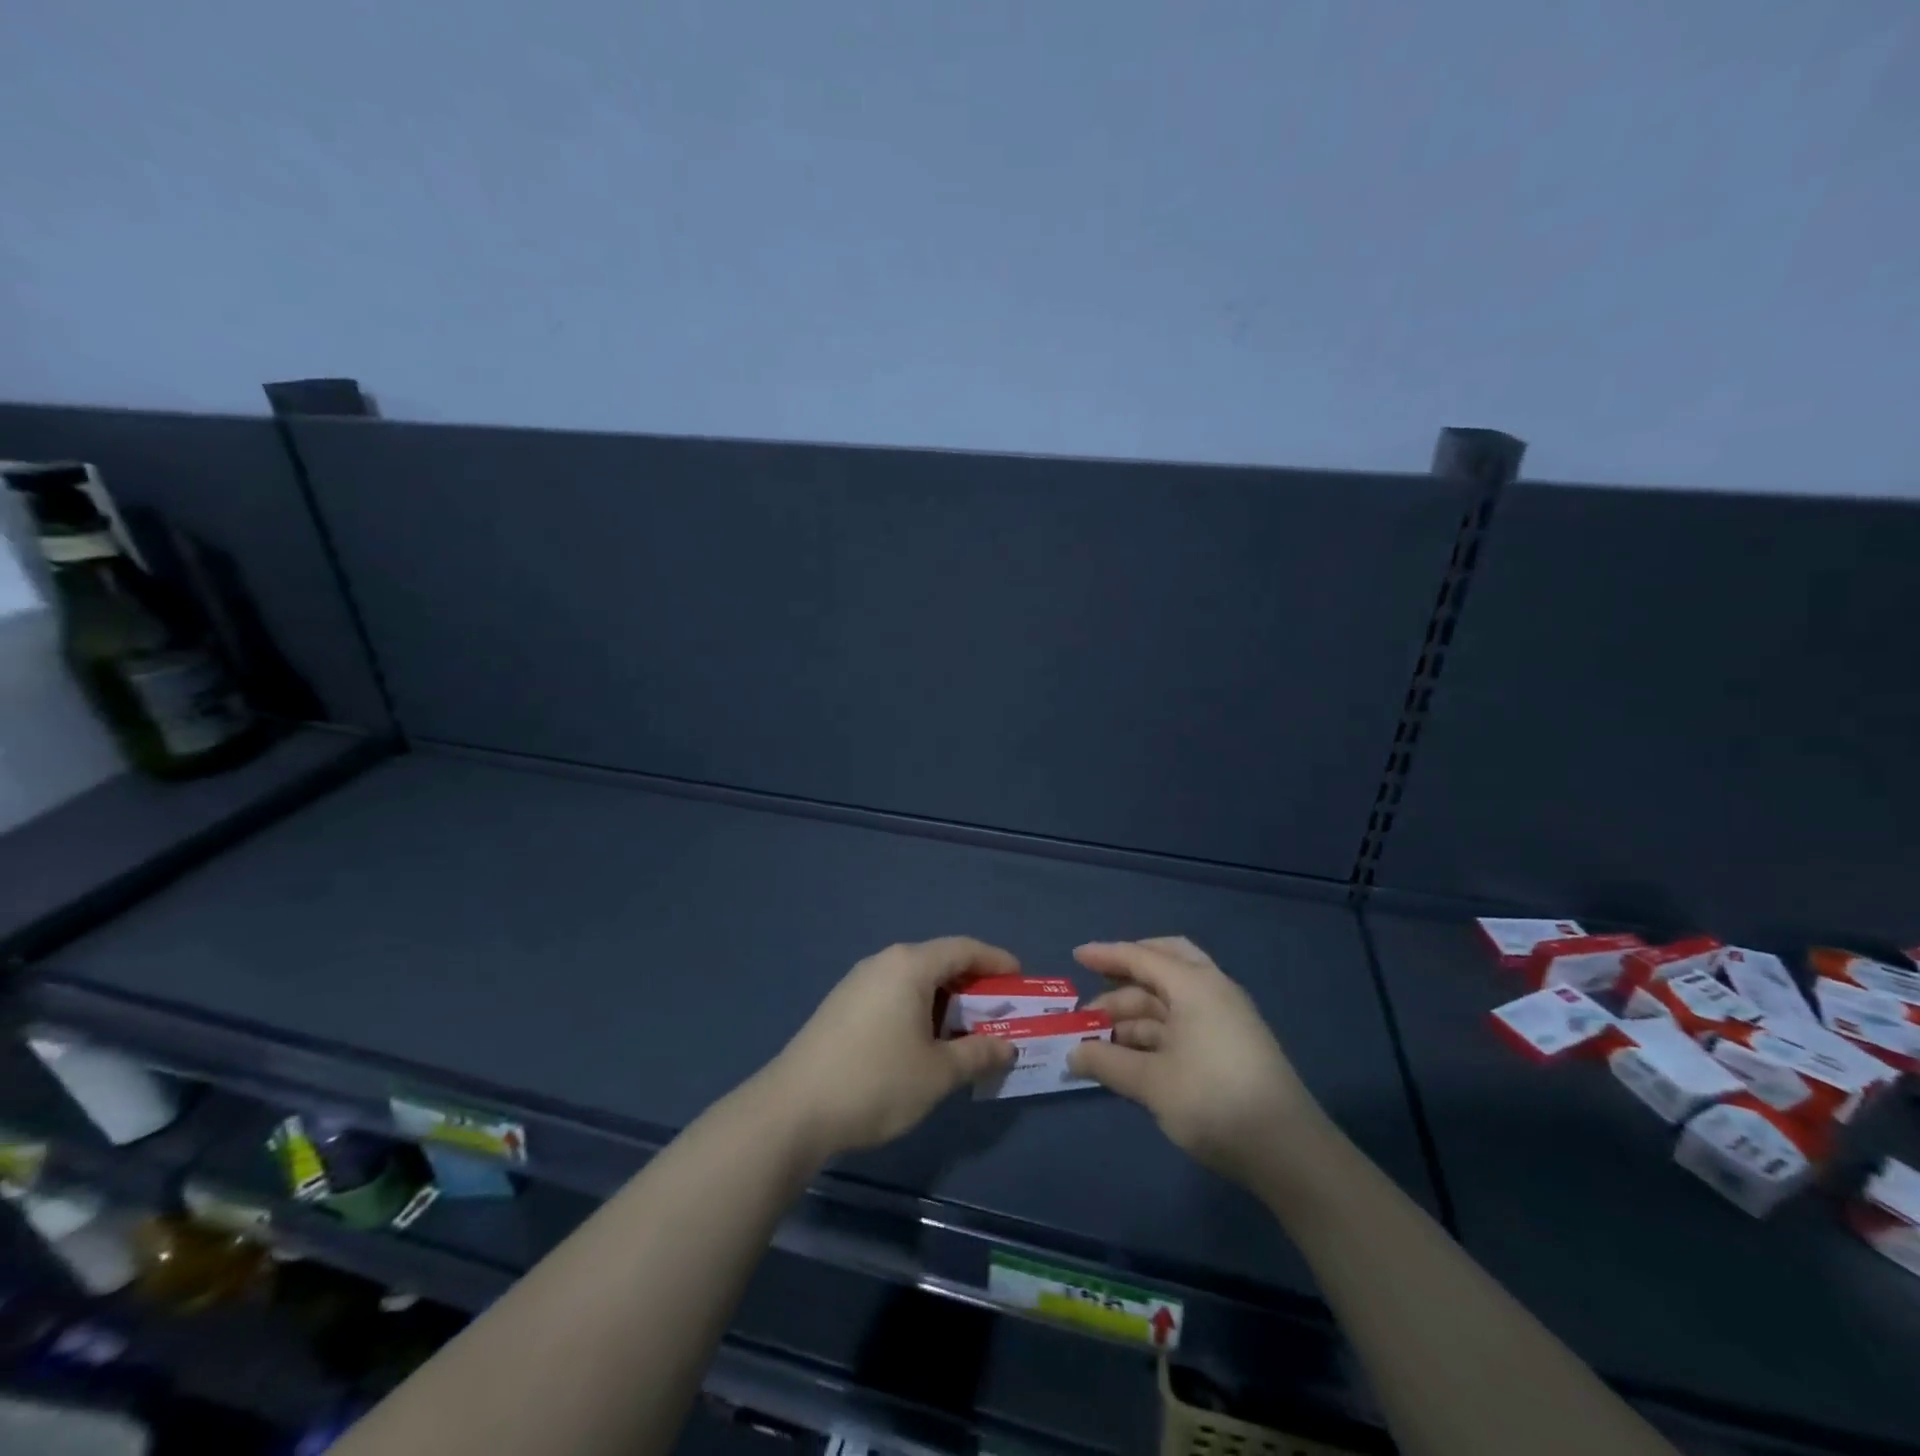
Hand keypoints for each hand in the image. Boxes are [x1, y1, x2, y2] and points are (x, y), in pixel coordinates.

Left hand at [765, 937, 1018, 1158]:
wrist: (793, 1110)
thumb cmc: (876, 1082)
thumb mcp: (937, 1073)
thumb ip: (978, 1054)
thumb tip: (1007, 1047)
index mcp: (910, 965)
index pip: (964, 949)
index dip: (997, 961)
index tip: (1021, 980)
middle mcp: (883, 962)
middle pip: (939, 962)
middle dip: (973, 986)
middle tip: (1000, 1013)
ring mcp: (858, 983)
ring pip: (915, 981)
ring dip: (945, 1002)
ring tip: (966, 1033)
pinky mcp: (842, 1006)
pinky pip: (893, 995)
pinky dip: (919, 1010)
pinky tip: (924, 1043)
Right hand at [1067, 937, 1324, 1185]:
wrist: (1289, 1153)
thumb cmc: (1214, 1101)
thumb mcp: (1152, 1083)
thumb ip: (1107, 1063)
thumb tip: (1072, 1055)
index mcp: (1195, 985)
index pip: (1142, 957)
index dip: (1106, 955)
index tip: (1076, 956)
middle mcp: (1212, 992)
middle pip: (1165, 964)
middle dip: (1127, 973)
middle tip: (1095, 987)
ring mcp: (1224, 1020)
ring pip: (1171, 1000)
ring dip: (1135, 1012)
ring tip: (1100, 1036)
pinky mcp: (1230, 1047)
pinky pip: (1182, 1023)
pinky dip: (1153, 1031)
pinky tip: (1130, 1053)